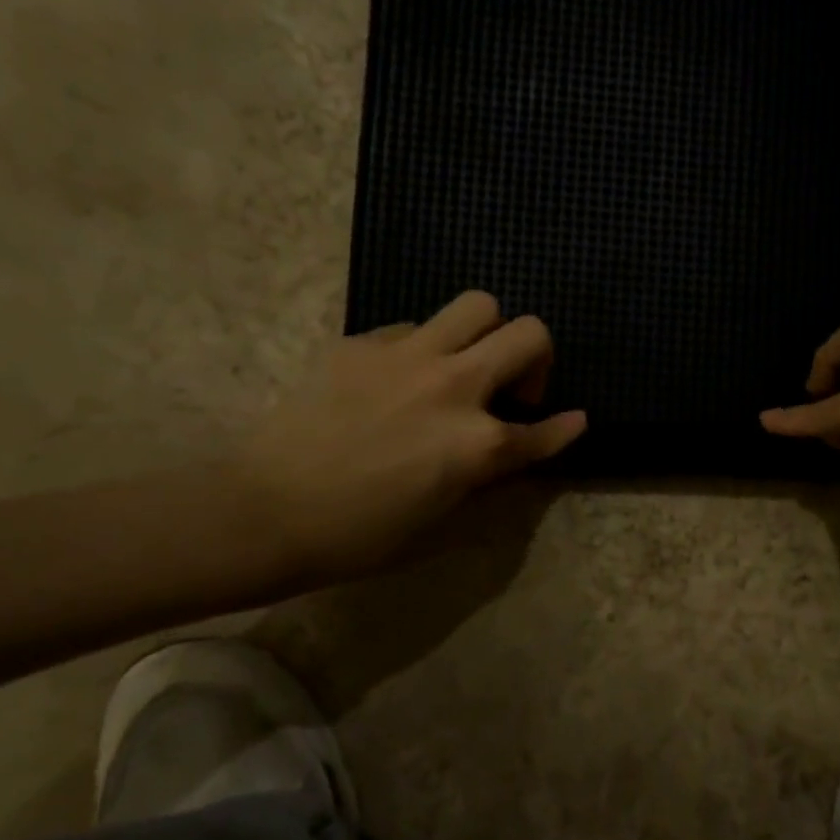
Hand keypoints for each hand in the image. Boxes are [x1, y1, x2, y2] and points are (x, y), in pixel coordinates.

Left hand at [232, 291, 584, 583]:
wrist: (266, 511)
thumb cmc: (360, 534)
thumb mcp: (441, 521)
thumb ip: (489, 478)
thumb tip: (518, 450)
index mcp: (478, 443)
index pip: (545, 429)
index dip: (564, 427)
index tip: (573, 419)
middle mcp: (454, 386)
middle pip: (529, 333)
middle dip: (537, 358)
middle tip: (510, 388)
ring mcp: (408, 356)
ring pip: (477, 305)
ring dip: (485, 333)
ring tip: (463, 364)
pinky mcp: (362, 344)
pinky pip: (415, 327)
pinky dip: (423, 348)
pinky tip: (397, 380)